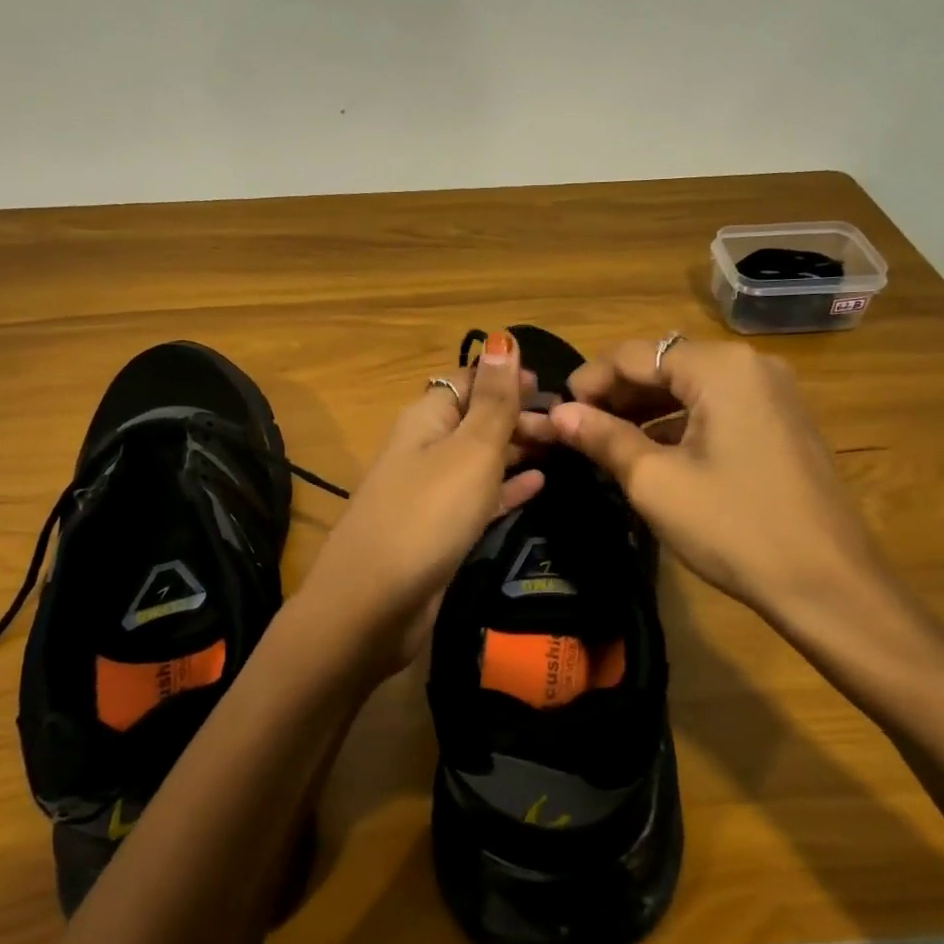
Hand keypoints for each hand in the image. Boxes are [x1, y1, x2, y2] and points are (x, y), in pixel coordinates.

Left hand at [297, 331, 544, 680]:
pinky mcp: (438, 531)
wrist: (374, 604)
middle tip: (568, 426)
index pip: (468, 381)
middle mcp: (424, 448)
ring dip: (517, 451)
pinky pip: (479, 498)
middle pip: (475, 419)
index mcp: (426, 418)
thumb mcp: (470, 450)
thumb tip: (502, 339)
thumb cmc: (428, 514)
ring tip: (563, 448)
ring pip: (479, 459)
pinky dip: (507, 489)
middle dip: (519, 416)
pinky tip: (539, 486)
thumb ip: (493, 400)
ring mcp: (429, 492)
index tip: (554, 388)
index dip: (507, 378)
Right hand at [537, 337, 891, 627]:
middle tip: (577, 430)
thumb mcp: (655, 482)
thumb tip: (558, 414)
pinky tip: (653, 451)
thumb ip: (603, 438)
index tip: (556, 413)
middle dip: (617, 394)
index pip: (635, 355)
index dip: (589, 380)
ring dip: (646, 409)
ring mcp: (773, 393)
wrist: (828, 585)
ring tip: (606, 441)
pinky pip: (718, 408)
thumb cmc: (734, 527)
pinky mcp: (783, 423)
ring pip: (691, 387)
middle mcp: (750, 366)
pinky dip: (680, 423)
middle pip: (665, 365)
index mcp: (720, 367)